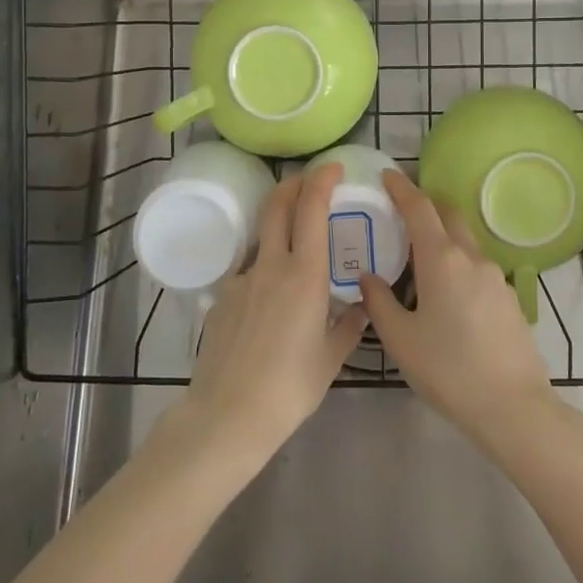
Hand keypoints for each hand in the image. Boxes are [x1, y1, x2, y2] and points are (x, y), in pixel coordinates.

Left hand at [174, 164, 366, 470]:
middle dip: (294, 183)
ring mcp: (242, 279)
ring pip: (262, 236)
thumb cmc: (289, 388)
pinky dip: (264, 270)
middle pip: (277, 205)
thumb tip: (361, 307)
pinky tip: (270, 304)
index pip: (311, 209)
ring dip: (279, 226)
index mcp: (305, 275)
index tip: (333, 167)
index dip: (321, 179)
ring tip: (296, 246)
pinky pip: (248, 272)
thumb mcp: (330, 359)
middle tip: (310, 180)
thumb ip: (348, 327)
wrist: (227, 415)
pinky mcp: (222, 297)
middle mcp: (271, 266)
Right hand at [360, 168, 555, 448]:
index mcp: (441, 258)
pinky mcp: (509, 296)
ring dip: (443, 235)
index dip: (401, 187)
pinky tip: (447, 292)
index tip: (387, 175)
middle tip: (401, 212)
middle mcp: (471, 256)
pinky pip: (477, 265)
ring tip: (419, 258)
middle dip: (426, 205)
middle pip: (448, 214)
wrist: (514, 407)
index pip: (419, 207)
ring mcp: (495, 275)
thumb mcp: (400, 339)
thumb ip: (379, 302)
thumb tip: (368, 277)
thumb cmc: (448, 370)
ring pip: (465, 240)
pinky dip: (458, 261)